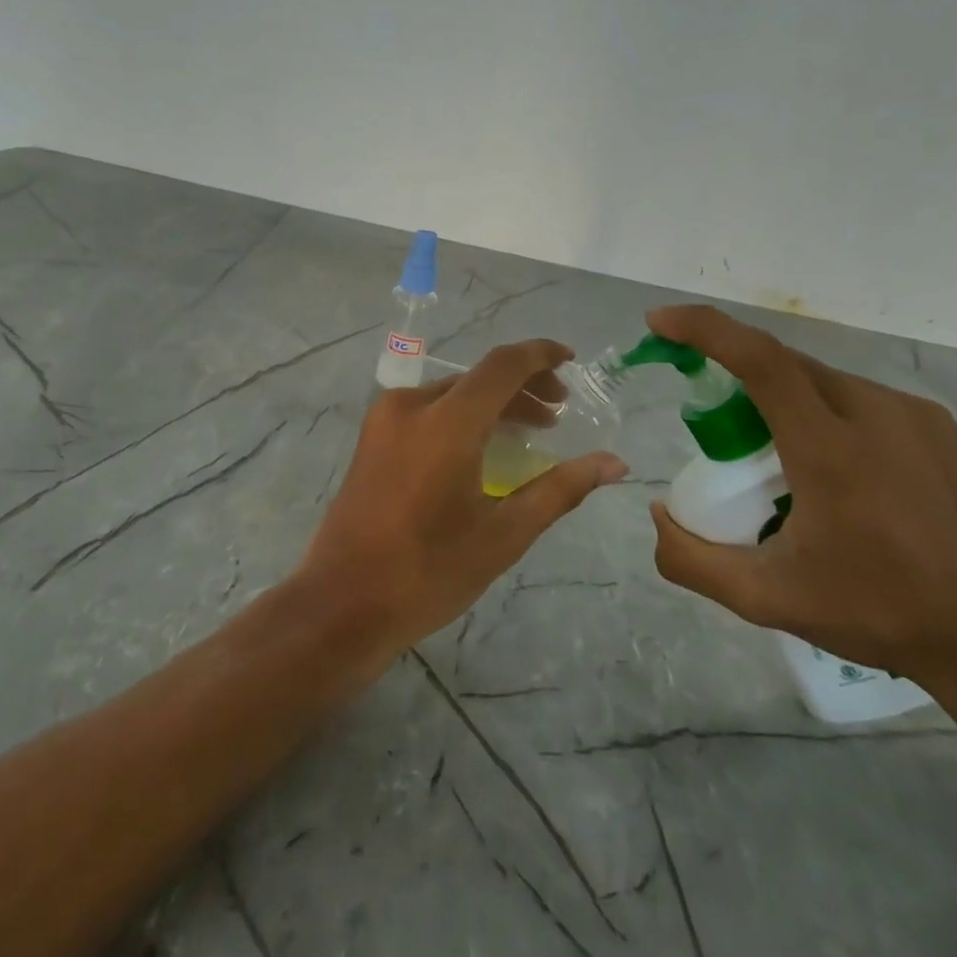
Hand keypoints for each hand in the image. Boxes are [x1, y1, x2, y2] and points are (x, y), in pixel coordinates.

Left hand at [298, 339, 627, 662]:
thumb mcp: (503, 534)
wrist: (343, 601)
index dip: (540, 355)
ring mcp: (384, 419)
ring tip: (529, 430)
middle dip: (522, 387)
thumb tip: (613, 463)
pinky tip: (482, 445)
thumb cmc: (429, 572)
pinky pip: (427, 410)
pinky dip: (462, 416)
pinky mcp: (372, 437)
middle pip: (477, 379)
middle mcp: (410, 405)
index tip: (571, 360)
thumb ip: (560, 489)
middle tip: (559, 412)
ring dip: (492, 403)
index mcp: (445, 422)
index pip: (502, 365)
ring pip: (451, 393)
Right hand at [644, 304, 956, 688]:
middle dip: (733, 371)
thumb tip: (659, 512)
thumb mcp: (765, 599)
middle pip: (783, 364)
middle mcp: (875, 414)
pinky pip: (860, 397)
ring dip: (780, 397)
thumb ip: (691, 559)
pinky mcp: (941, 428)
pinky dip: (823, 411)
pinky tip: (834, 465)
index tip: (660, 322)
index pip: (758, 360)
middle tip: (714, 421)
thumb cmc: (877, 613)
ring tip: (779, 457)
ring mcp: (915, 416)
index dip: (704, 329)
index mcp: (830, 450)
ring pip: (821, 380)